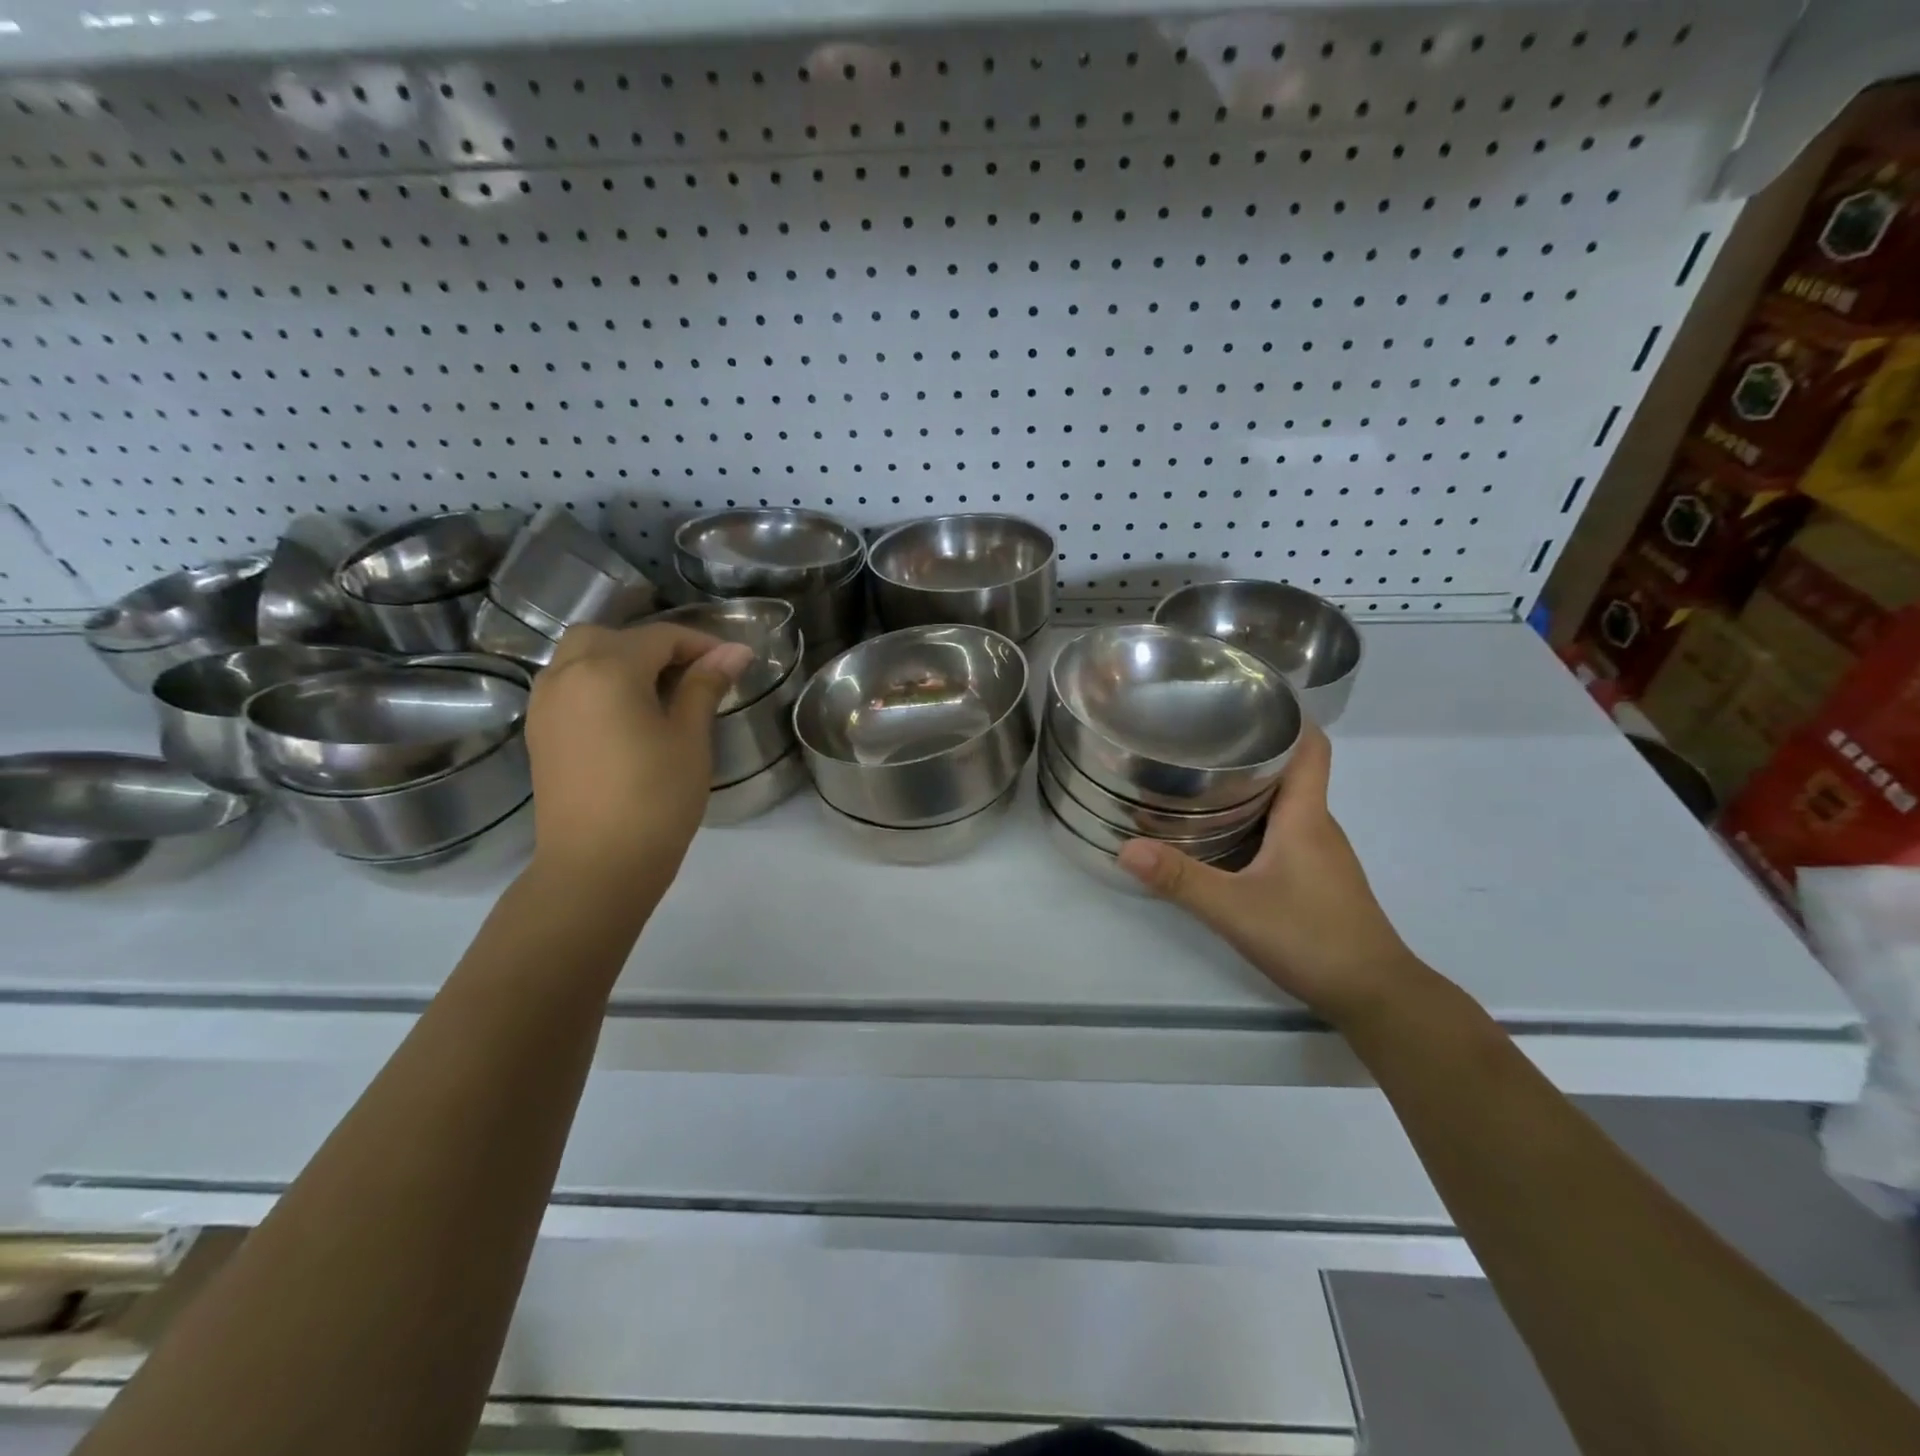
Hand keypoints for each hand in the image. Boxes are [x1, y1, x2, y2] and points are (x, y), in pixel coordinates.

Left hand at [524, 622, 753, 895]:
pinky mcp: (539, 733)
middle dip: (652, 646)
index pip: (659, 637)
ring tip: (659, 695)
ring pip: (580, 658)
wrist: (596, 866)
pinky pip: (567, 686)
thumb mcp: (689, 738)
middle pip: (609, 637)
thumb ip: (705, 686)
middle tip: (690, 676)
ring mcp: (545, 704)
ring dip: (620, 662)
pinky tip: (626, 717)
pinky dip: (597, 684)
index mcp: (607, 670)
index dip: (700, 644)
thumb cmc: (655, 798)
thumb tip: (735, 651)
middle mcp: (566, 675)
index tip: (732, 663)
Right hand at [1117, 726, 1423, 1024]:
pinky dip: (1254, 821)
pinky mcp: (1317, 878)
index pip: (1311, 746)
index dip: (1286, 716)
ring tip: (1198, 780)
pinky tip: (1221, 836)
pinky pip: (1284, 832)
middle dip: (1249, 749)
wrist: (1376, 996)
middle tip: (1197, 739)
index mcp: (1306, 816)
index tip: (1244, 699)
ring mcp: (1320, 854)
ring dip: (1249, 787)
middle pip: (1290, 770)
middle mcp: (1317, 825)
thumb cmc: (1313, 938)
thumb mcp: (1235, 909)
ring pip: (1285, 804)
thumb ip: (1180, 879)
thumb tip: (1124, 848)